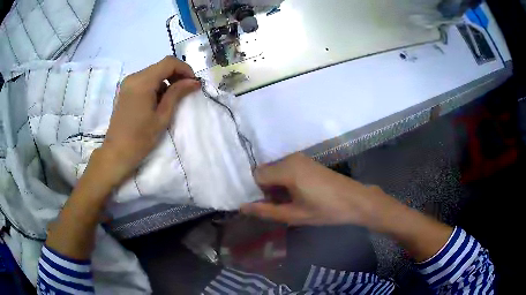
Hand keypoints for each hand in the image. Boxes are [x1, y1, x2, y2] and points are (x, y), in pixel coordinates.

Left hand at [98, 56, 200, 185]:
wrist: (117, 152)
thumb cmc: (140, 138)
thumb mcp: (162, 116)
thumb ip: (177, 94)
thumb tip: (194, 82)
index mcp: (142, 82)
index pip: (169, 62)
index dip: (184, 69)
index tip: (192, 83)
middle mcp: (134, 77)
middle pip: (161, 66)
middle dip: (176, 75)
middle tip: (185, 91)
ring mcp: (128, 83)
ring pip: (154, 72)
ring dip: (166, 81)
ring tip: (172, 99)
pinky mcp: (126, 89)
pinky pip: (145, 80)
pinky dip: (156, 85)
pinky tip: (158, 101)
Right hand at [241, 153, 402, 229]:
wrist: (355, 200)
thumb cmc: (326, 210)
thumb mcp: (295, 215)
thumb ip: (267, 211)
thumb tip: (242, 207)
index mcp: (287, 169)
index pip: (256, 176)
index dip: (256, 192)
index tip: (265, 206)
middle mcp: (291, 158)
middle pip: (265, 172)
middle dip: (266, 190)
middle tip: (278, 208)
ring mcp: (300, 159)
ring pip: (275, 171)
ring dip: (276, 187)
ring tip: (289, 204)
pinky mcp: (307, 162)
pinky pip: (286, 169)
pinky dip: (284, 182)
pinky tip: (297, 195)